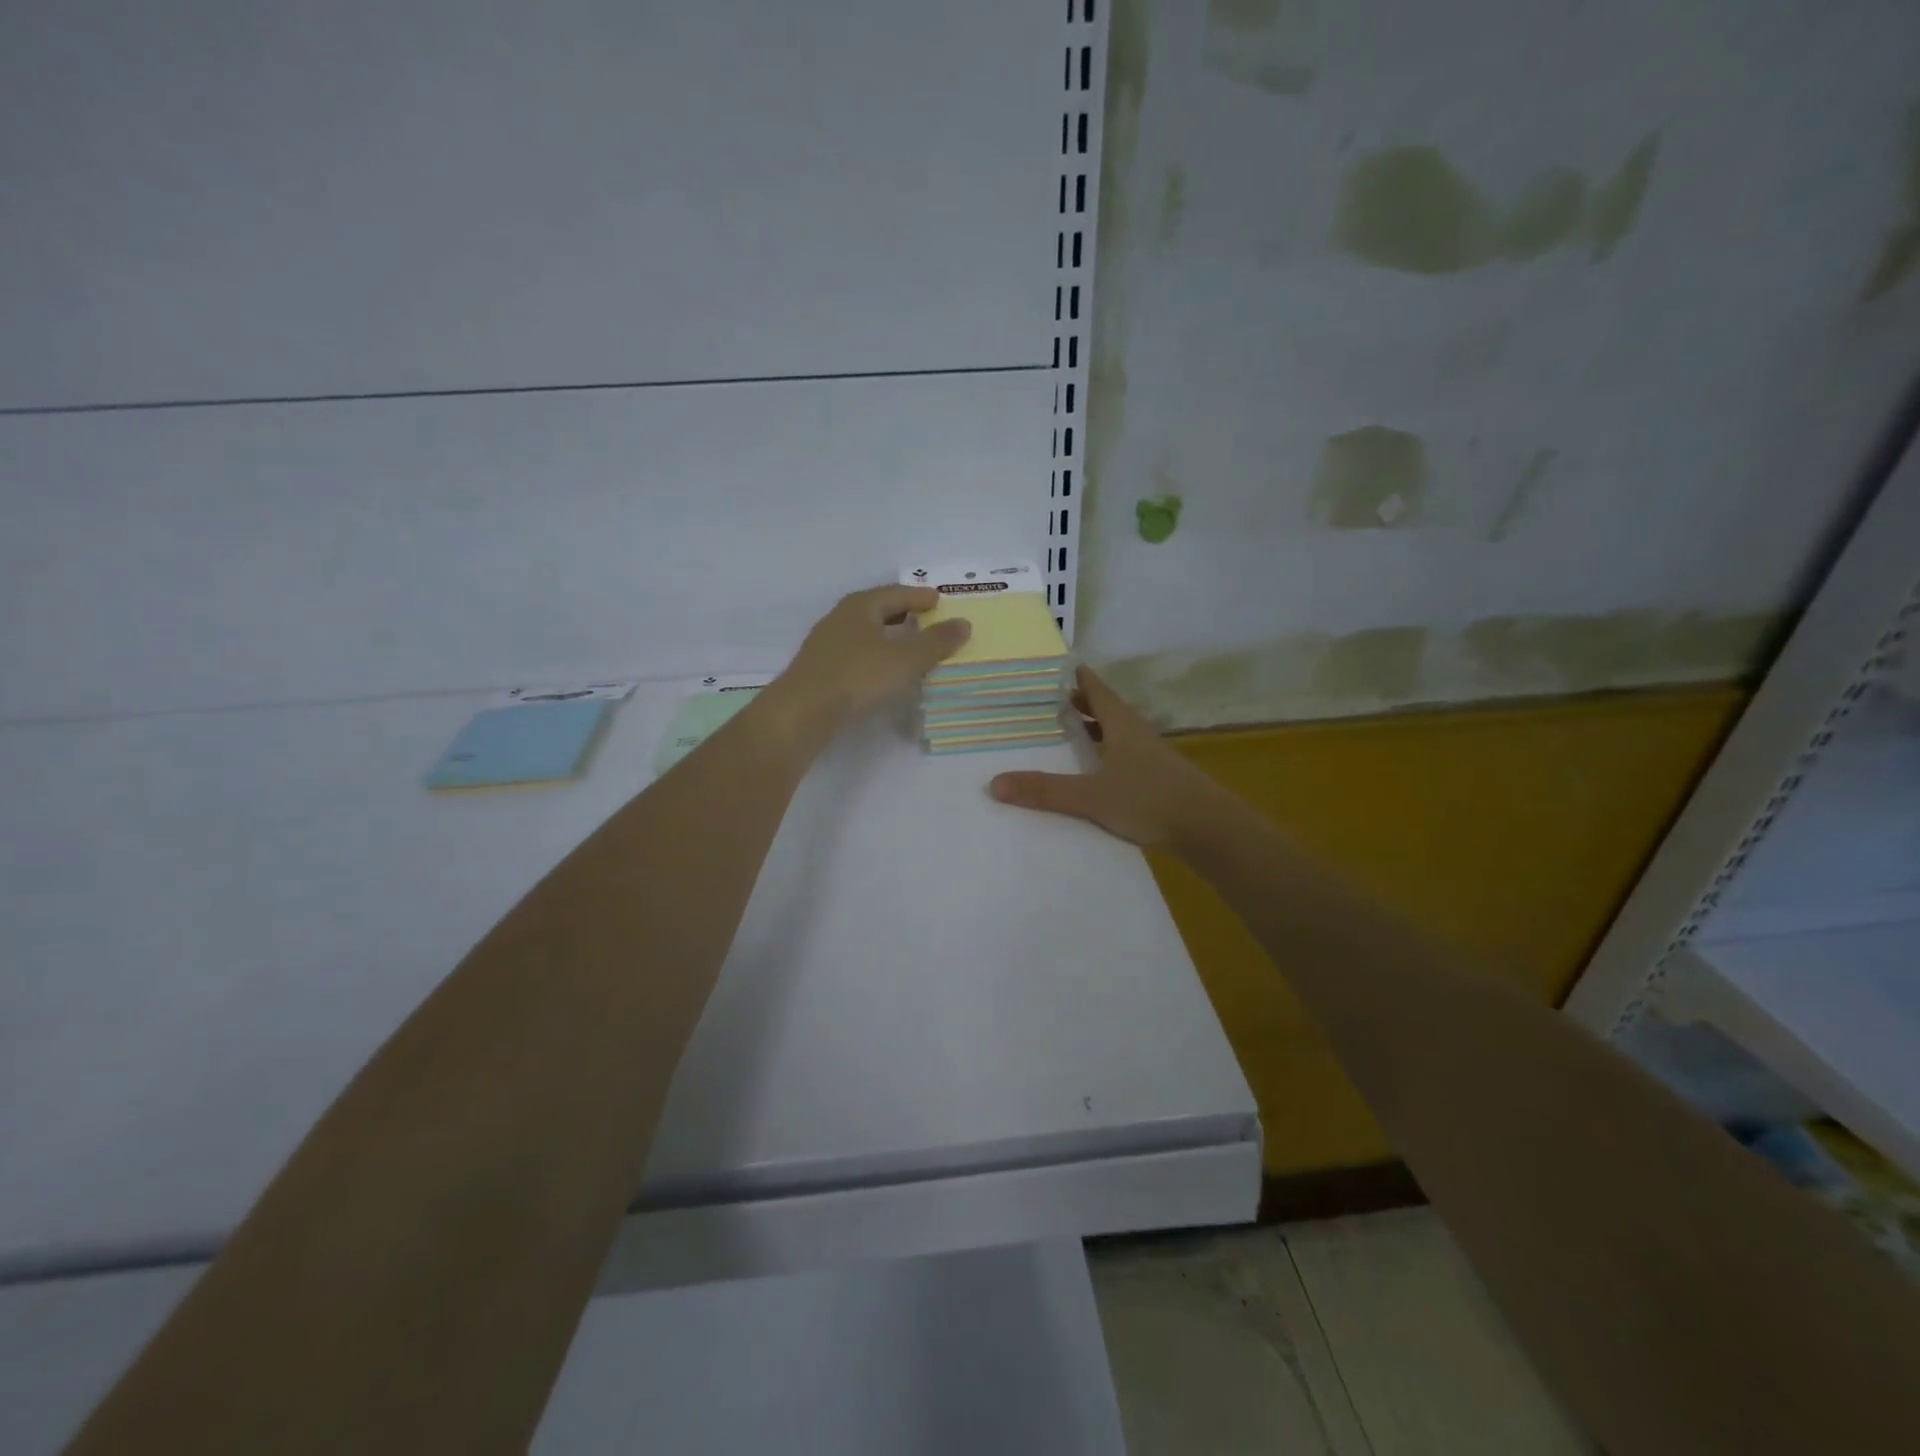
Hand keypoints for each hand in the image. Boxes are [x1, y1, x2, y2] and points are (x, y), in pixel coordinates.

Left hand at [774, 585, 971, 730]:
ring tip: (907, 644)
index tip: (938, 600)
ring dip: (886, 635)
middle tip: (925, 619)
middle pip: (877, 609)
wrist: (803, 710)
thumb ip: (936, 642)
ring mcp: (826, 643)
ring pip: (864, 631)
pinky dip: (874, 654)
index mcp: (861, 606)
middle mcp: (840, 617)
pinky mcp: (820, 668)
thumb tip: (964, 623)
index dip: (919, 597)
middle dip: (902, 613)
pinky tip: (881, 669)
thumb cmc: (858, 676)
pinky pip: (855, 652)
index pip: (896, 593)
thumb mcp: (905, 660)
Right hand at [989, 666, 1227, 848]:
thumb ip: (1045, 791)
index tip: (1057, 665)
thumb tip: (994, 783)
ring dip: (1096, 726)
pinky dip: (1107, 751)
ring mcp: (1152, 755)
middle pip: (1107, 708)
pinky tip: (1098, 768)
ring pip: (1118, 731)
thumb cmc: (1149, 800)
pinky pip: (1125, 753)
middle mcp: (1137, 733)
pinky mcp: (1159, 777)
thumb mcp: (1091, 796)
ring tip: (1071, 729)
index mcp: (1122, 725)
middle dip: (1082, 701)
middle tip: (1053, 698)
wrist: (1207, 828)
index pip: (1096, 689)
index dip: (1078, 676)